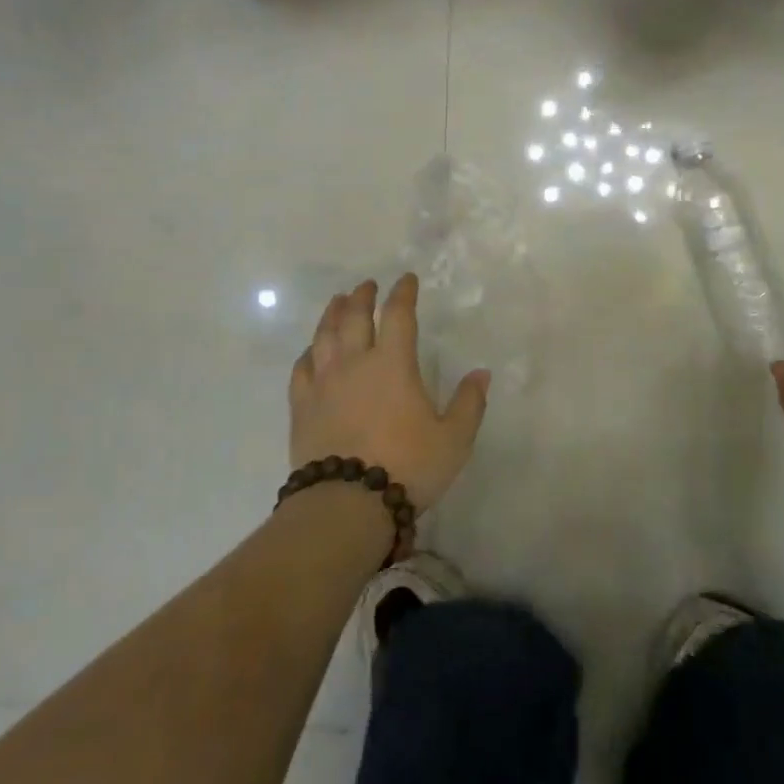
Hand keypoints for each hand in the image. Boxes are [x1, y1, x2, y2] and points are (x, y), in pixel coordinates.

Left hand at [289, 274, 489, 511]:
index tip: (406, 280)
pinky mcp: (302, 406)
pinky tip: (312, 351)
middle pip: (355, 317)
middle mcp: (355, 363)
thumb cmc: (407, 466)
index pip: (399, 315)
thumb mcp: (453, 439)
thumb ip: (469, 404)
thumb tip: (482, 373)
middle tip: (367, 285)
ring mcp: (323, 383)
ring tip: (338, 302)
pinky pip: (302, 368)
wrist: (346, 504)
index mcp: (393, 364)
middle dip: (363, 297)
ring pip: (324, 336)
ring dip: (333, 314)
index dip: (403, 293)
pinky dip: (309, 353)